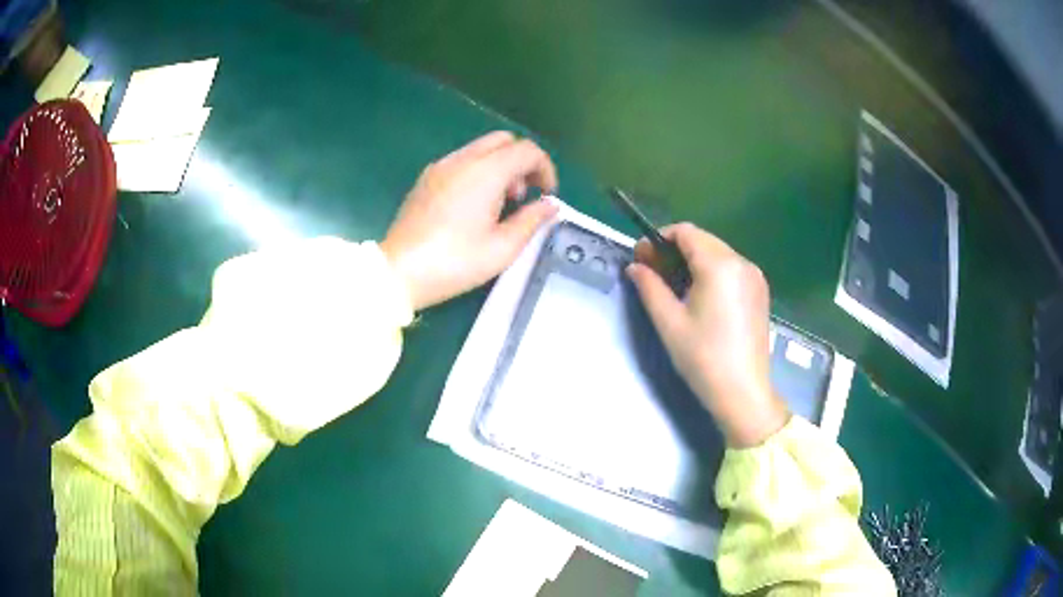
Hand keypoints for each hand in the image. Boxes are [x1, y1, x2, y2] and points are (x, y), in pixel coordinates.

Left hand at [381, 132, 559, 309]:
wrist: (400, 271)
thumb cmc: (455, 262)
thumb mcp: (502, 248)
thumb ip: (532, 220)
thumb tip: (550, 205)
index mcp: (485, 172)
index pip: (526, 150)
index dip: (545, 168)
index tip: (547, 194)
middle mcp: (463, 160)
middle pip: (504, 140)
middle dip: (523, 161)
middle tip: (525, 195)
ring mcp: (441, 166)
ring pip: (482, 148)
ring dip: (501, 165)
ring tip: (500, 204)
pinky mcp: (427, 177)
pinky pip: (462, 160)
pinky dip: (479, 170)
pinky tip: (475, 204)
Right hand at [626, 223, 788, 447]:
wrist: (743, 393)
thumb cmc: (703, 358)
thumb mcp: (669, 322)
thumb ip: (649, 287)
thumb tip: (634, 267)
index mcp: (719, 265)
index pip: (686, 232)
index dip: (659, 239)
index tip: (642, 258)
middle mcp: (741, 262)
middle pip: (703, 240)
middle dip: (675, 250)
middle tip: (652, 272)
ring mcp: (755, 277)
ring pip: (717, 253)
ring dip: (693, 261)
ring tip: (674, 286)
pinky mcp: (760, 292)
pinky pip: (731, 269)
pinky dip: (711, 272)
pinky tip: (699, 296)